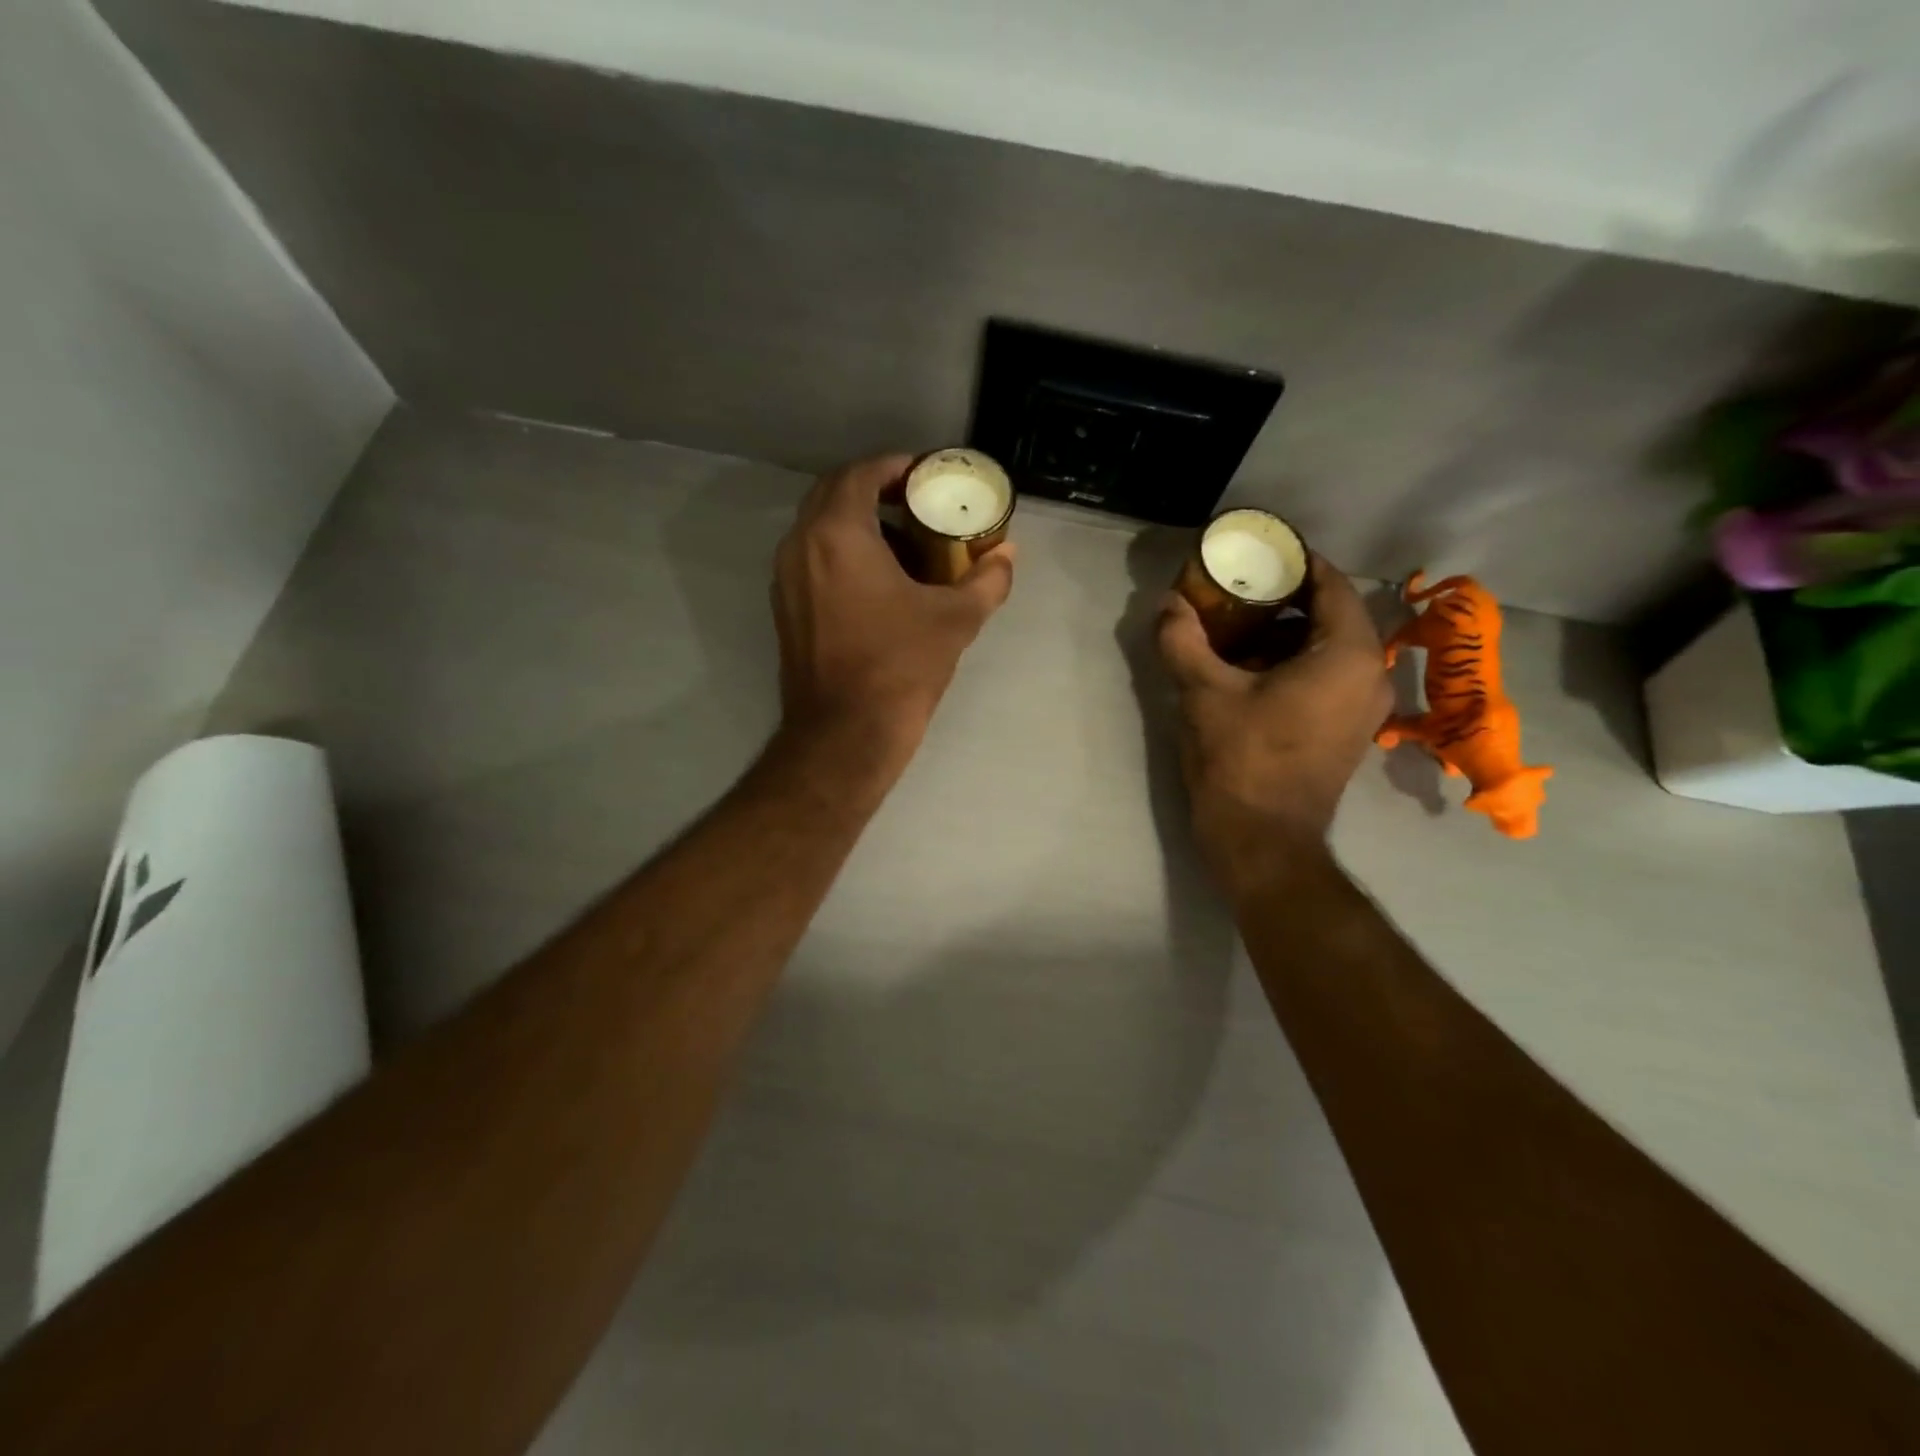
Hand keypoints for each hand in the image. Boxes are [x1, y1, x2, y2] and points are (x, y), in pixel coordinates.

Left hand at [773, 454, 1015, 753]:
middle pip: (833, 492)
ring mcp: (785, 578)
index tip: (926, 475)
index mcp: (837, 534)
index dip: (895, 466)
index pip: (860, 473)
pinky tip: (878, 580)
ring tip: (902, 541)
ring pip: (818, 527)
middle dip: (874, 489)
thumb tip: (1008, 554)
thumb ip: (987, 580)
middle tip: (916, 503)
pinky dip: (841, 551)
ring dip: (856, 521)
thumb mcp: (955, 620)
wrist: (844, 734)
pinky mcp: (784, 608)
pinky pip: (811, 558)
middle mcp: (800, 545)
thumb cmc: (900, 668)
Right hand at [1157, 555, 1390, 875]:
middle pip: (1329, 613)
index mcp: (1347, 653)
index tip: (1253, 552)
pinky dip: (1292, 660)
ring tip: (1234, 623)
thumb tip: (1167, 603)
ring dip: (1284, 631)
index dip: (1293, 561)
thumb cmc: (1242, 761)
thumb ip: (1183, 640)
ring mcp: (1362, 706)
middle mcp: (1369, 673)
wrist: (1264, 841)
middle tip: (1234, 587)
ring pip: (1327, 646)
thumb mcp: (1203, 694)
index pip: (1329, 583)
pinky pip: (1325, 675)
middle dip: (1282, 597)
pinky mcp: (1346, 730)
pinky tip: (1246, 666)